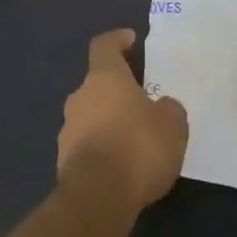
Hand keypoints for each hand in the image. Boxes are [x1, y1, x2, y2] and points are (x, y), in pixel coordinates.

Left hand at [57, 30, 187, 213]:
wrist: (98, 196)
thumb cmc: (138, 147)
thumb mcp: (172, 125)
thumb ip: (168, 109)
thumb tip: (162, 107)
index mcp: (104, 78)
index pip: (104, 46)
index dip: (117, 40)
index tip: (130, 40)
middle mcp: (80, 97)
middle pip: (98, 85)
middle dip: (118, 92)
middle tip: (143, 104)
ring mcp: (67, 129)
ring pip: (91, 116)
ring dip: (110, 123)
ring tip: (136, 141)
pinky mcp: (64, 160)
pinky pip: (87, 145)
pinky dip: (103, 149)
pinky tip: (123, 167)